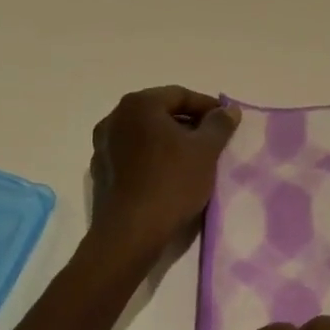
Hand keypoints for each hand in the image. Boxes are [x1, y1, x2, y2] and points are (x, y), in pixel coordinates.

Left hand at [88, 86, 238, 268]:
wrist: (130, 234)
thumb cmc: (171, 183)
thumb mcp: (206, 150)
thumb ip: (219, 124)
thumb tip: (228, 110)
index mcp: (138, 104)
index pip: (180, 95)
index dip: (207, 107)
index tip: (227, 122)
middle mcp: (115, 118)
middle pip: (160, 112)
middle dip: (189, 124)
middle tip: (213, 140)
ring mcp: (103, 145)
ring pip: (146, 134)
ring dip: (170, 141)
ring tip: (194, 159)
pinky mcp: (101, 171)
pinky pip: (133, 154)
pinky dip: (153, 157)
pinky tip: (169, 176)